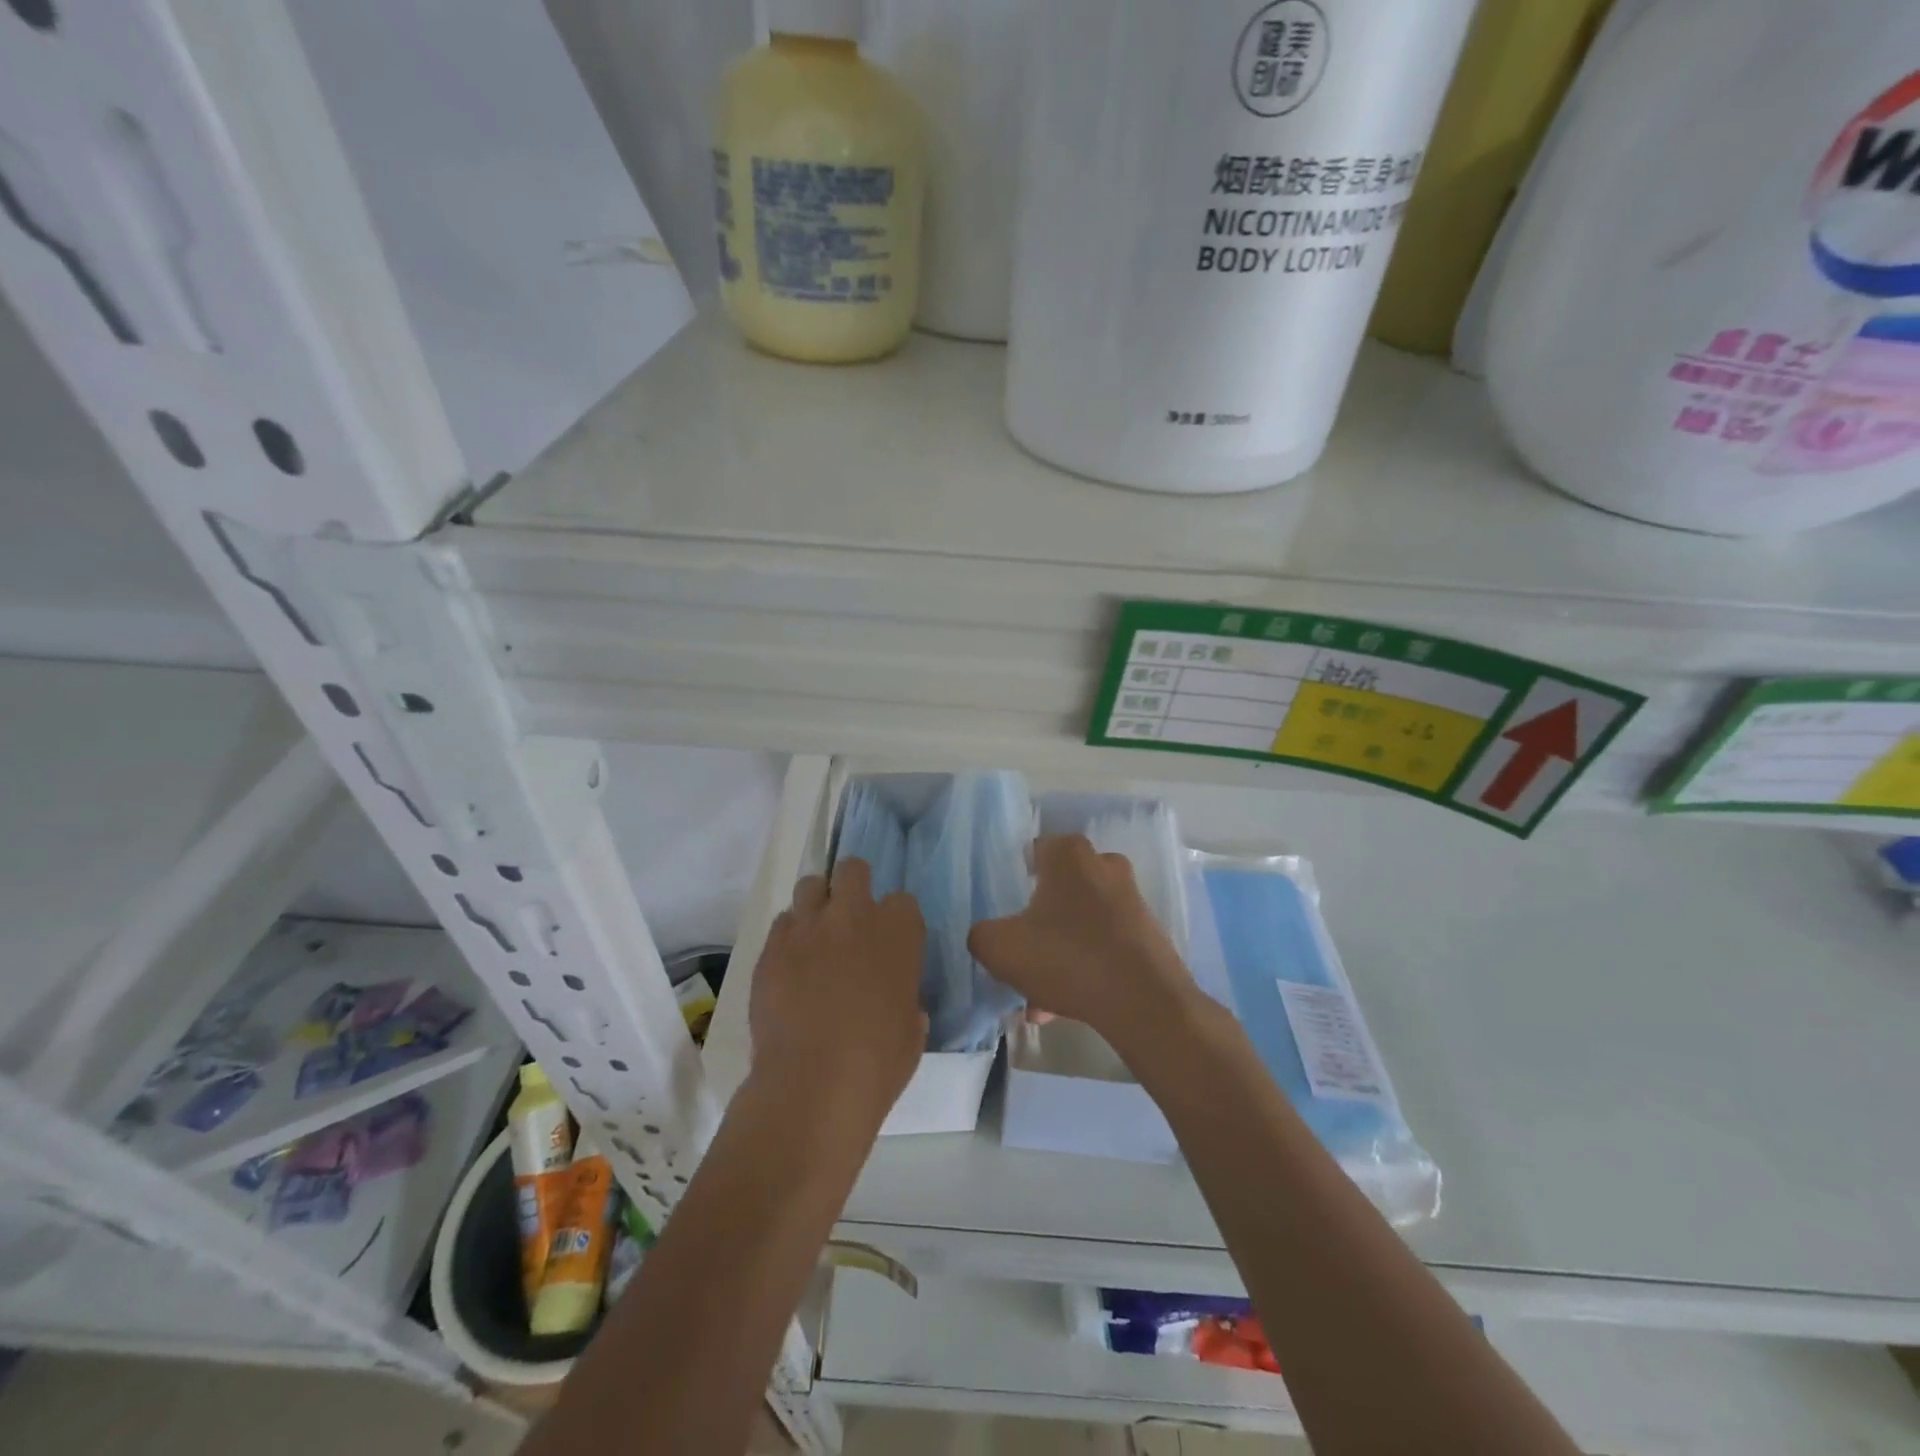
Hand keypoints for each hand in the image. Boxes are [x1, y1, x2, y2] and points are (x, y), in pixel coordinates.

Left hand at [749, 859, 926, 1135]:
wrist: (813, 1083)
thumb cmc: (878, 1062)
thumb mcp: (913, 1029)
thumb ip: (907, 999)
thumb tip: (899, 1000)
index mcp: (898, 932)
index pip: (902, 901)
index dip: (895, 920)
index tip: (889, 942)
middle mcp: (854, 915)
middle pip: (853, 869)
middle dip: (853, 885)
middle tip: (850, 918)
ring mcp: (809, 926)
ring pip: (810, 884)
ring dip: (817, 903)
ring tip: (816, 934)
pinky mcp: (772, 946)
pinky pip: (782, 923)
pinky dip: (789, 936)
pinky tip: (790, 964)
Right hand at [968, 835, 1199, 1055]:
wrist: (1144, 1002)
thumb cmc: (1067, 957)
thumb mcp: (1000, 948)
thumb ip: (981, 935)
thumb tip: (988, 936)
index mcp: (1069, 855)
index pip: (1034, 851)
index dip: (1015, 878)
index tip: (1005, 910)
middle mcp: (1103, 866)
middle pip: (1057, 891)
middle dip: (1036, 925)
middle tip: (1020, 957)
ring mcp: (1130, 900)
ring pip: (1079, 924)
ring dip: (1057, 955)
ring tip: (1037, 1001)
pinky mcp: (1147, 935)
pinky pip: (1102, 946)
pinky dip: (1083, 969)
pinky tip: (1063, 1008)